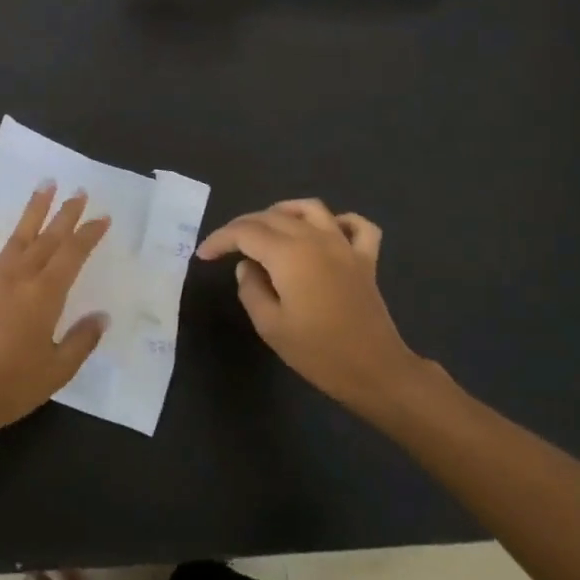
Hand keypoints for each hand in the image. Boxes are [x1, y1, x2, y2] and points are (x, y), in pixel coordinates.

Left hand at [0, 182, 110, 442]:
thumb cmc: (13, 387)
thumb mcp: (58, 370)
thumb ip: (82, 340)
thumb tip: (101, 316)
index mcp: (44, 297)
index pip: (72, 255)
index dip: (88, 234)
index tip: (102, 217)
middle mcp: (18, 280)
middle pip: (47, 240)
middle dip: (65, 215)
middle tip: (77, 191)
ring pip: (14, 240)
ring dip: (31, 213)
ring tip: (43, 187)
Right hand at [196, 199, 428, 413]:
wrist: (375, 370)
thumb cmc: (317, 352)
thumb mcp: (270, 326)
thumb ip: (251, 289)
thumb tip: (247, 267)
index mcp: (288, 254)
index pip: (245, 232)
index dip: (220, 239)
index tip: (203, 255)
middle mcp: (315, 238)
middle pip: (273, 216)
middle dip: (243, 226)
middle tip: (225, 246)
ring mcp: (344, 245)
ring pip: (310, 209)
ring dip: (283, 211)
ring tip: (266, 228)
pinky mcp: (366, 258)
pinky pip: (355, 225)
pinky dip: (338, 221)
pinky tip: (326, 231)